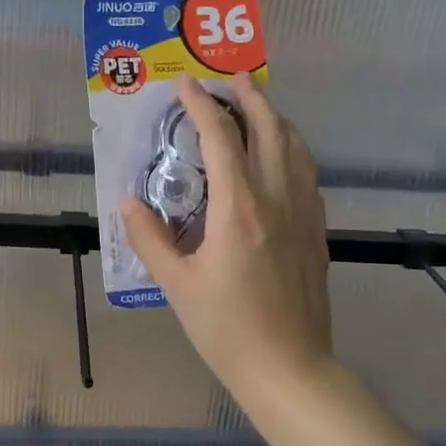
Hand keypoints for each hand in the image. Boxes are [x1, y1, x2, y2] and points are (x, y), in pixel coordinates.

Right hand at [122, 75, 332, 391]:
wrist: (290, 369)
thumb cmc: (228, 330)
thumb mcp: (177, 286)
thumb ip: (150, 238)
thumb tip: (129, 202)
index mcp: (239, 209)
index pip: (220, 139)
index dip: (201, 106)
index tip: (185, 84)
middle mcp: (276, 199)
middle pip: (270, 128)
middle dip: (249, 95)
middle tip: (229, 76)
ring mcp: (303, 213)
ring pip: (295, 146)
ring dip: (274, 117)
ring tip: (254, 106)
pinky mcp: (316, 230)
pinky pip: (306, 172)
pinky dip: (291, 148)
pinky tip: (279, 156)